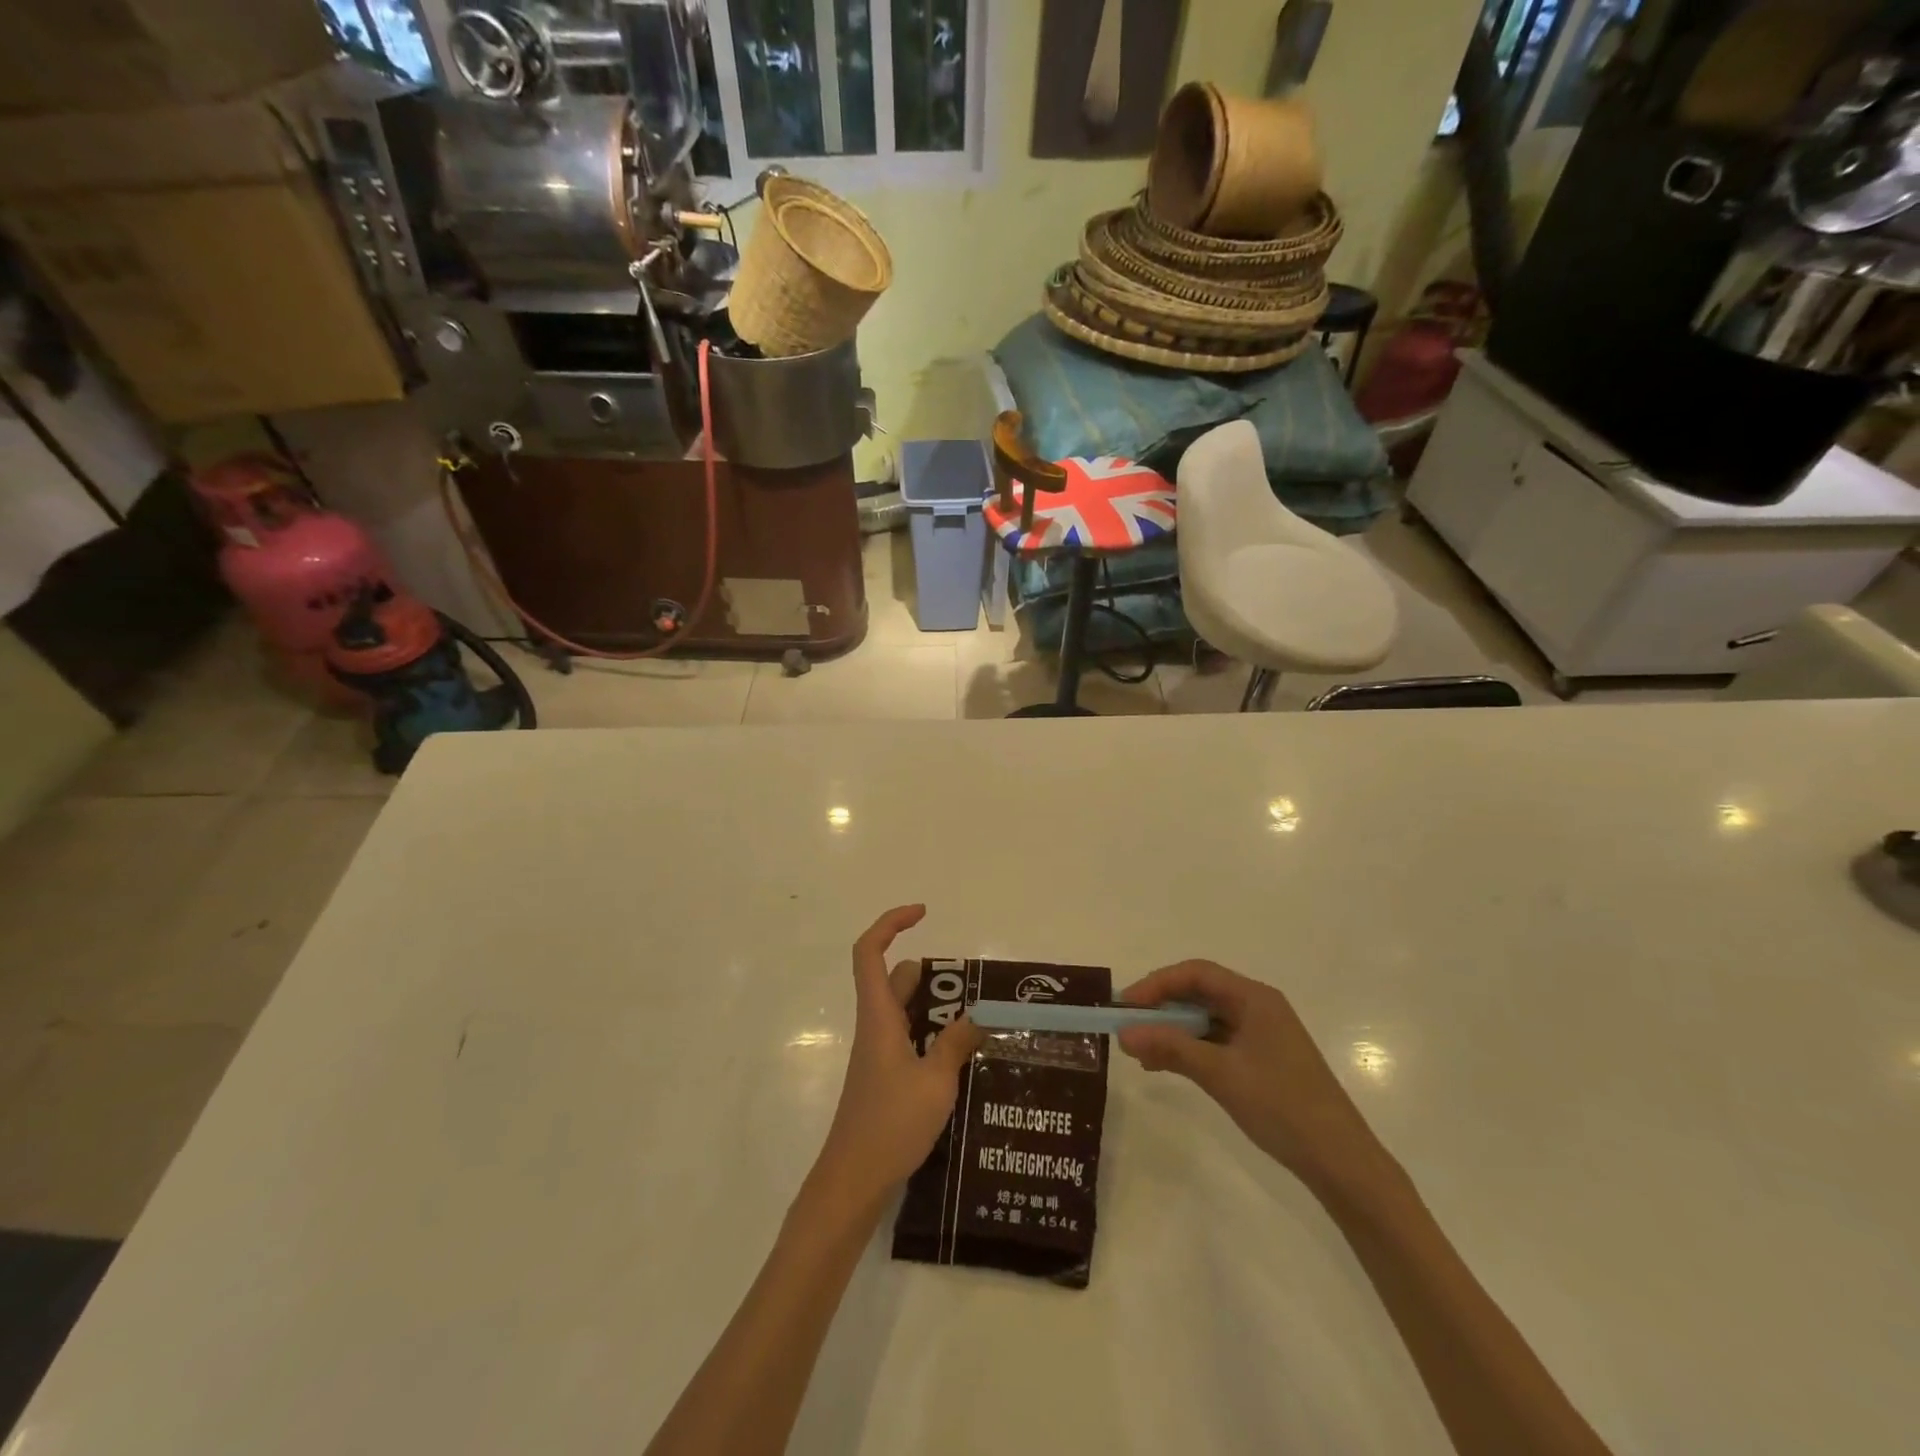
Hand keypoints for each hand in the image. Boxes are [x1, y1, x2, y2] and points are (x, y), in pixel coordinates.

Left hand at [813, 906, 982, 1208]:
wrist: (853, 1180)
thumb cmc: (890, 1124)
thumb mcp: (935, 1082)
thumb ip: (956, 1045)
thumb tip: (978, 1019)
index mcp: (879, 1016)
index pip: (870, 952)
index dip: (891, 923)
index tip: (923, 913)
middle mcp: (876, 1027)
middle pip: (896, 979)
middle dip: (933, 974)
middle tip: (973, 986)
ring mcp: (879, 1053)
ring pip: (906, 1011)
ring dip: (937, 1007)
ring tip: (979, 1020)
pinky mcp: (885, 1077)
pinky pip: (911, 1038)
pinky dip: (934, 1035)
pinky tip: (963, 1057)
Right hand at [1117, 960, 1384, 1192]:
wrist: (1341, 1162)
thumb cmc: (1282, 1106)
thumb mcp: (1221, 1074)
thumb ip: (1171, 1049)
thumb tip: (1124, 1034)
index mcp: (1254, 998)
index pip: (1196, 974)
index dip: (1156, 984)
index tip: (1125, 1006)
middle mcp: (1257, 1007)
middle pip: (1199, 993)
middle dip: (1161, 1008)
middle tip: (1128, 1028)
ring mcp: (1260, 1034)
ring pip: (1204, 1019)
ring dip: (1171, 1031)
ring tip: (1140, 1051)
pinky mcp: (1260, 1060)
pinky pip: (1214, 1042)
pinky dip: (1188, 1049)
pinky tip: (1165, 1067)